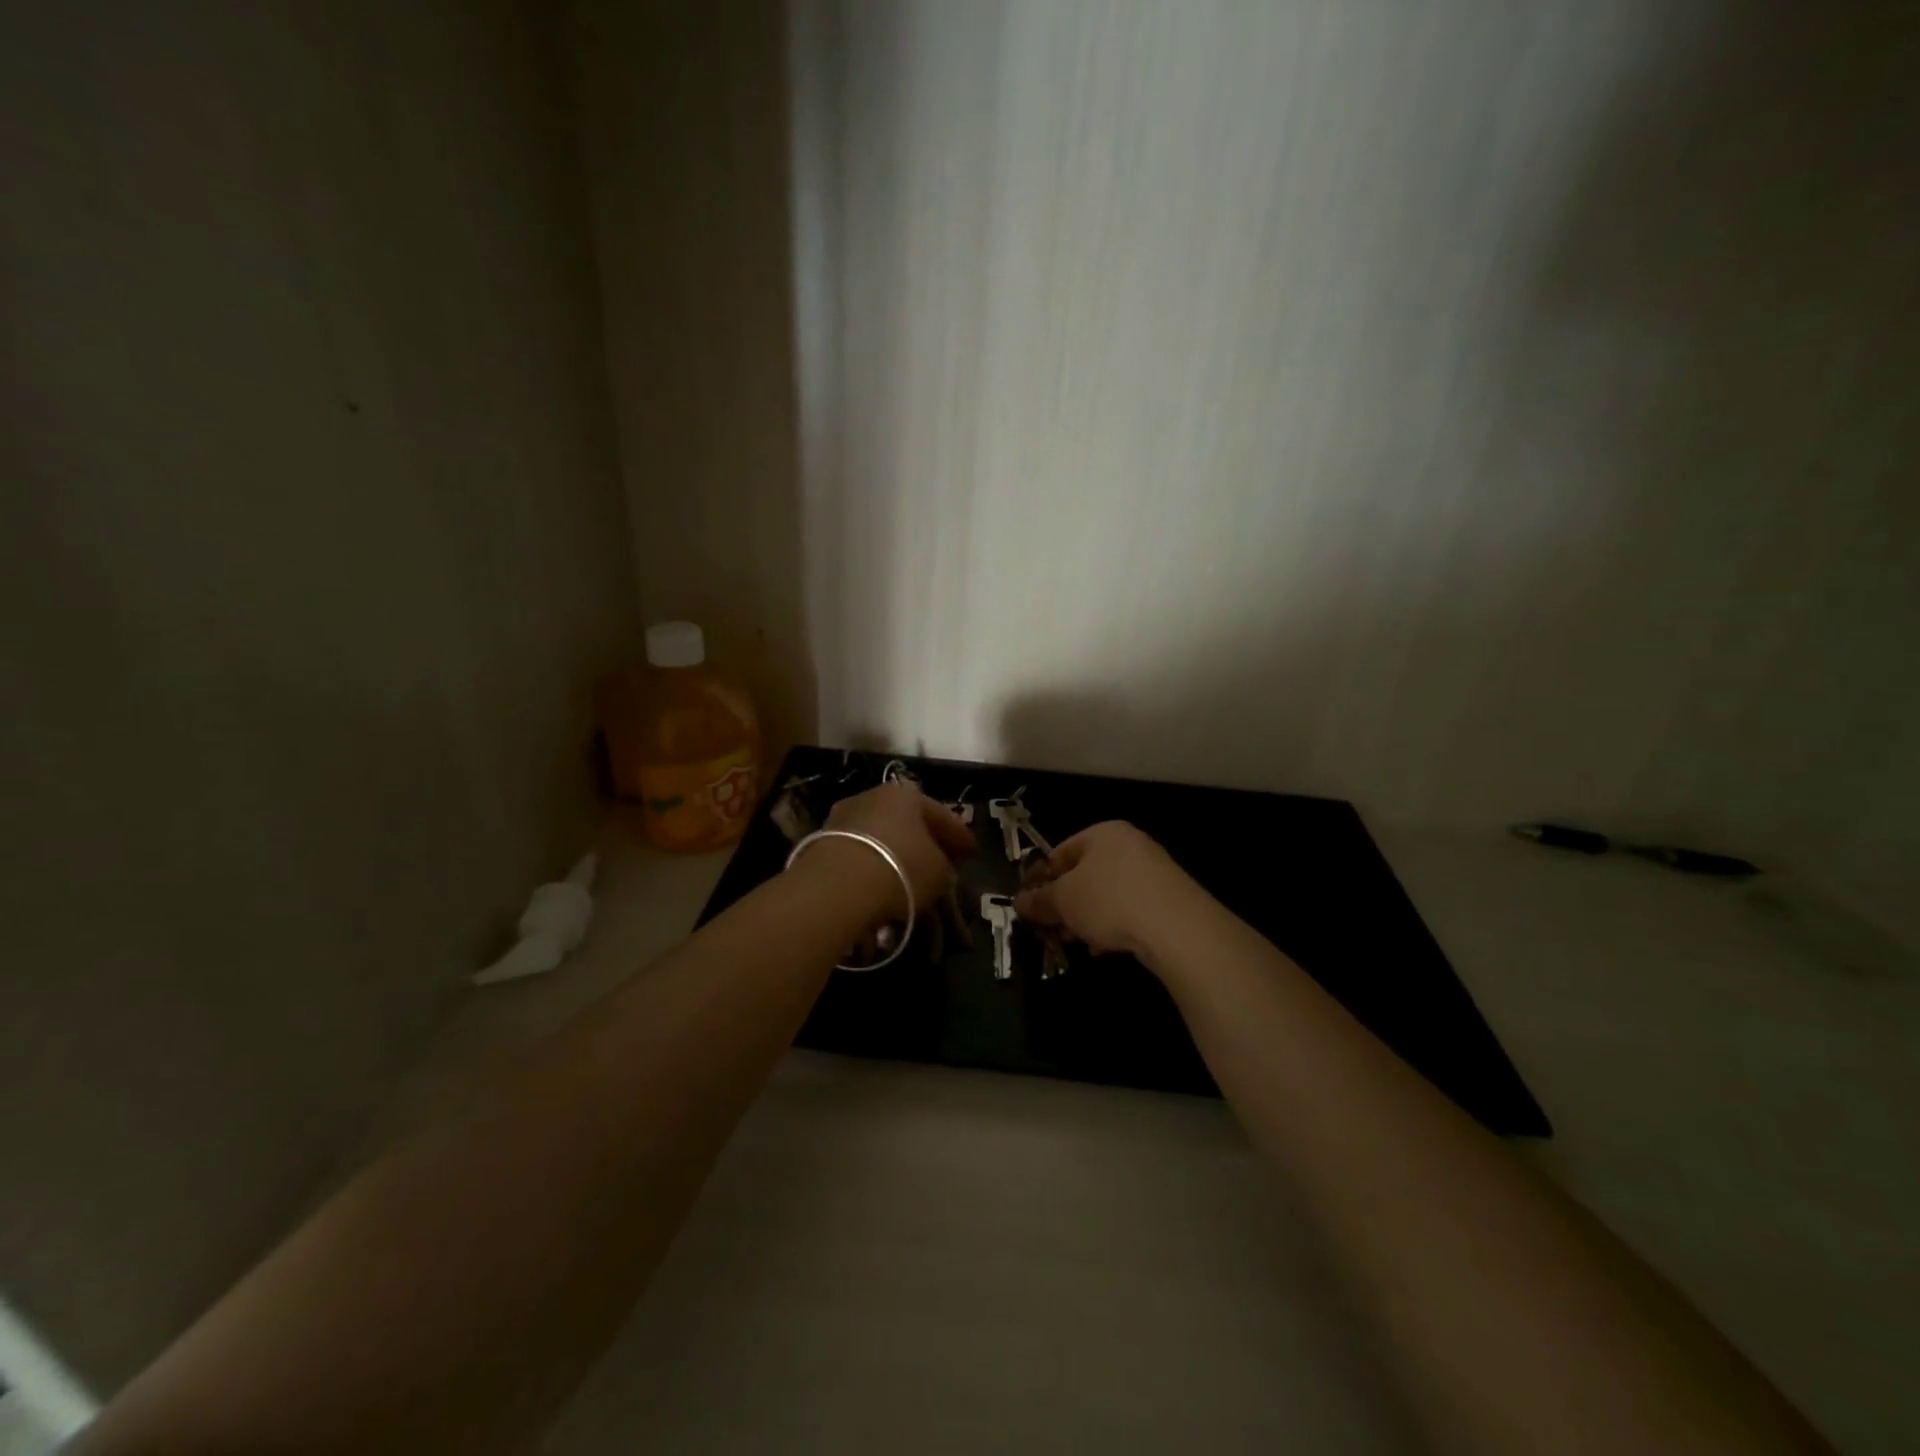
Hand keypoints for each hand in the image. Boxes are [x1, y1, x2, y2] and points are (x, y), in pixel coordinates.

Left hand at [818, 781, 974, 919]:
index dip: (960, 836)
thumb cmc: (901, 868)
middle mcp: (873, 796)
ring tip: (908, 878)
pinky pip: (859, 853)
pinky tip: (880, 884)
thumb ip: (946, 867)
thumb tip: (943, 868)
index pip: (942, 814)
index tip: (972, 853)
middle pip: (907, 821)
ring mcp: (843, 817)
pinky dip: (872, 866)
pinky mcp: (821, 841)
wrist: (837, 885)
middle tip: (941, 862)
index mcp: (907, 794)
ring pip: (880, 836)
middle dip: (925, 841)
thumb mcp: (940, 872)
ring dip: (895, 854)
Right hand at [1013, 821, 1197, 959]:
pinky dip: (1113, 925)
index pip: (1060, 851)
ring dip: (1086, 918)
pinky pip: (1129, 909)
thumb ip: (1039, 900)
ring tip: (1074, 942)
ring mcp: (1153, 872)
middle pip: (1084, 874)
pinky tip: (1103, 948)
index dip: (1040, 877)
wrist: (1177, 927)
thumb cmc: (1110, 900)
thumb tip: (1019, 903)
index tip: (1027, 903)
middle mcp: (1130, 845)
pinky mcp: (1168, 899)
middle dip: (1063, 903)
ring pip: (1106, 894)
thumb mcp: (1063, 900)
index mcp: (1103, 833)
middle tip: (1048, 927)